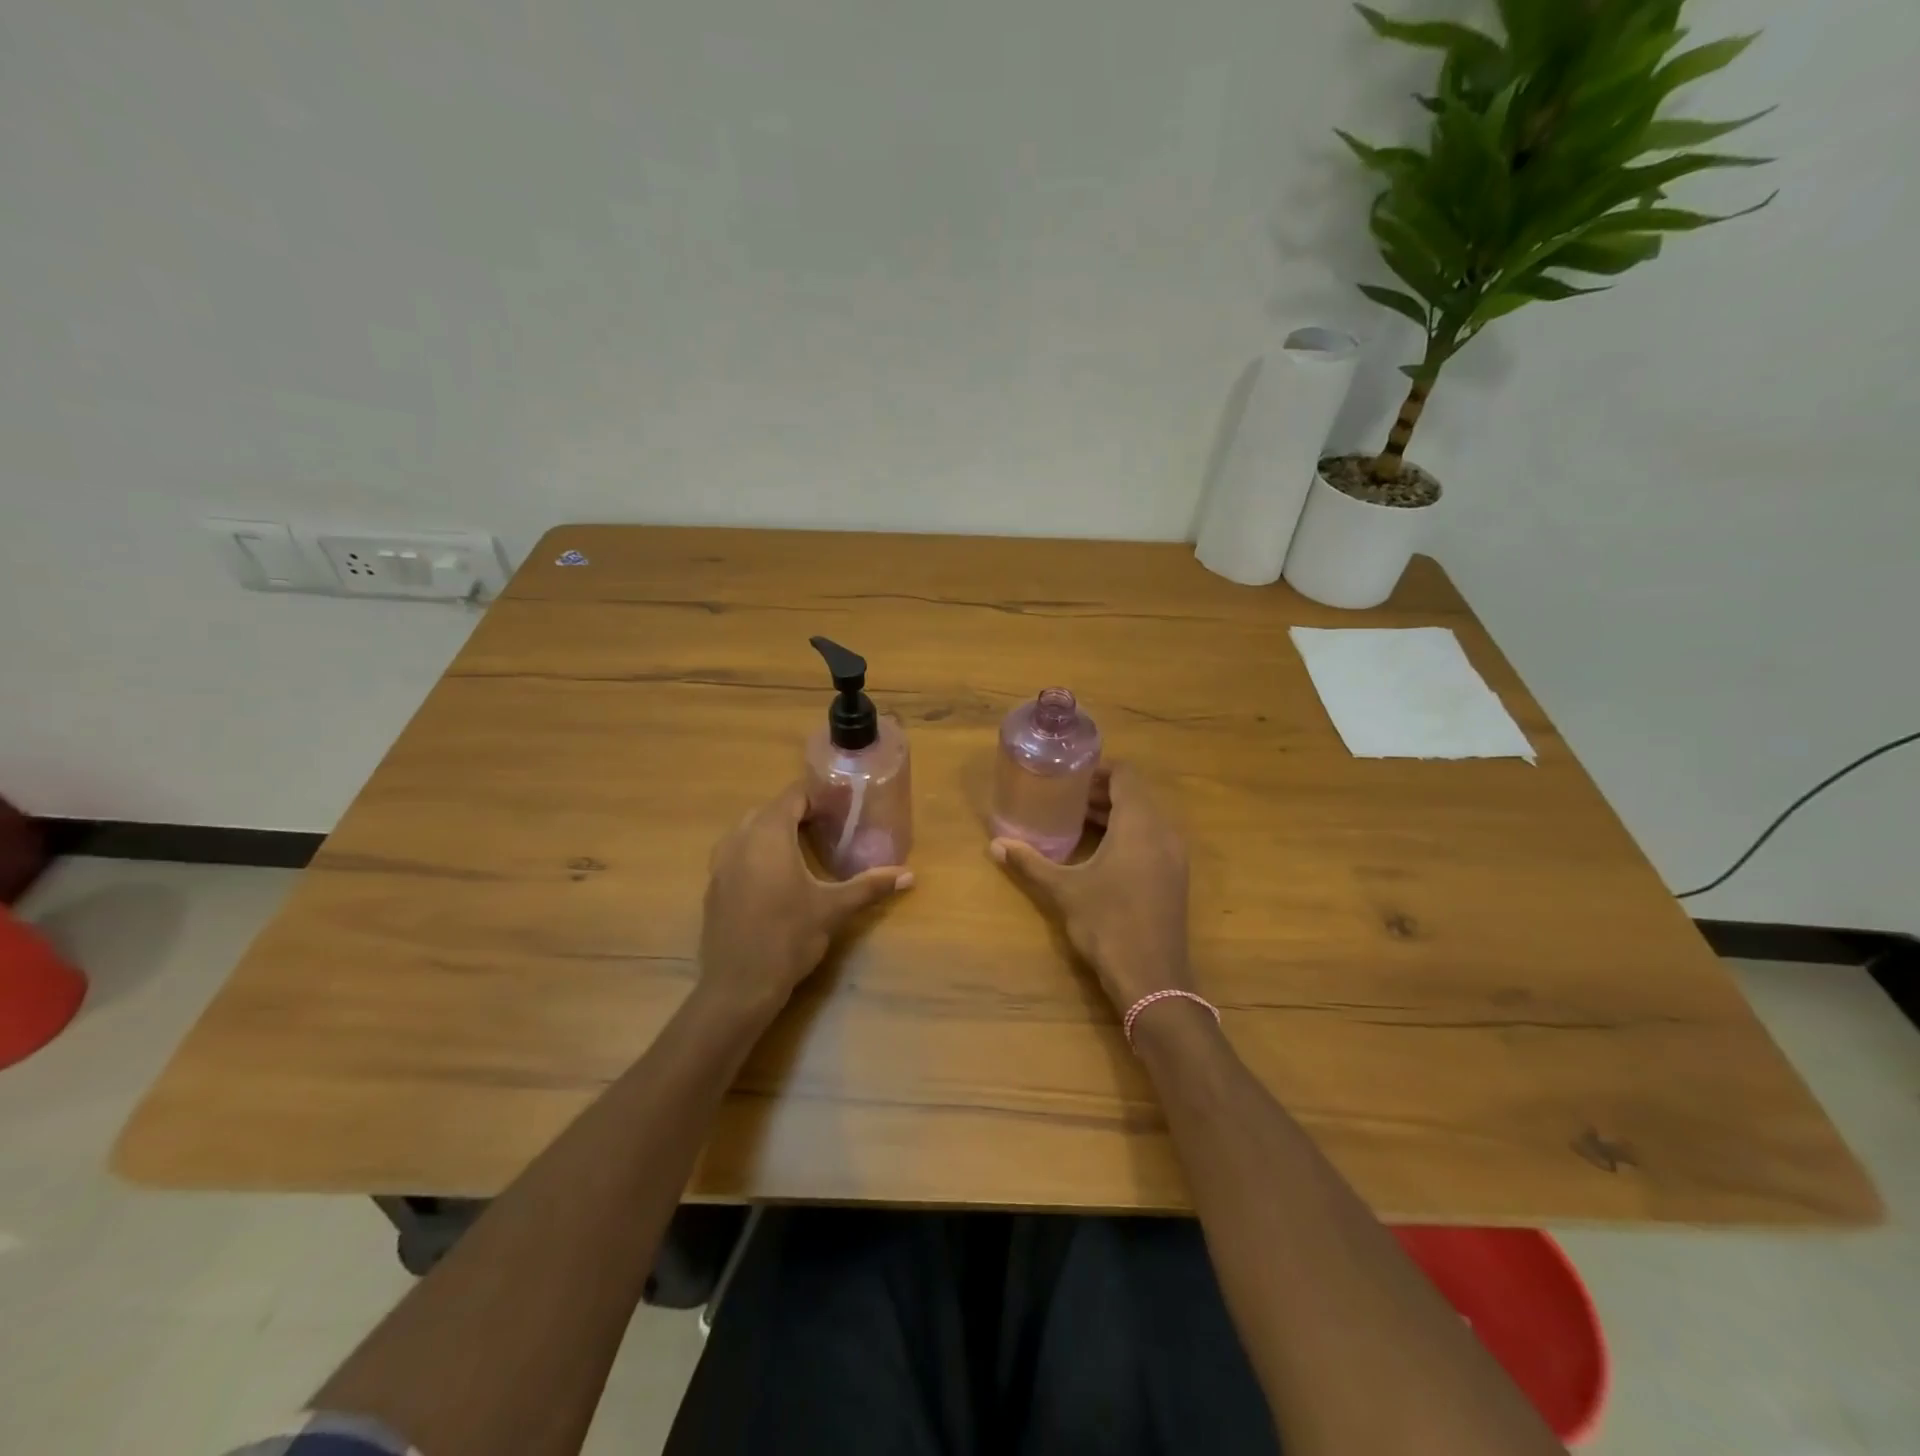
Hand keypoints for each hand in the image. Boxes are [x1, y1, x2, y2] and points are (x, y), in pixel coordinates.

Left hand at [698, 784, 911, 1020]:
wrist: (738, 985)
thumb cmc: (788, 938)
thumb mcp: (834, 908)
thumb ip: (870, 886)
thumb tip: (909, 875)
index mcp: (768, 835)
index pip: (794, 795)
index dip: (819, 795)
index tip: (843, 804)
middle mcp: (740, 839)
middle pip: (772, 810)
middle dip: (799, 812)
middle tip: (830, 824)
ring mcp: (721, 862)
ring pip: (751, 830)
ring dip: (776, 830)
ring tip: (806, 845)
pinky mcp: (714, 884)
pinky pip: (737, 852)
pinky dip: (758, 851)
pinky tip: (778, 875)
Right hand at [990, 763, 1192, 1011]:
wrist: (1152, 977)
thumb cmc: (1107, 923)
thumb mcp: (1064, 890)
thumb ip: (1030, 862)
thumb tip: (996, 844)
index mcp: (1140, 824)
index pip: (1126, 775)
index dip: (1099, 769)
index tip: (1070, 774)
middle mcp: (1164, 831)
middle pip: (1136, 794)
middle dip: (1102, 791)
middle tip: (1065, 797)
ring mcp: (1174, 856)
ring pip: (1146, 818)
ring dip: (1115, 813)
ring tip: (1077, 820)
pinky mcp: (1175, 877)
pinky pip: (1153, 838)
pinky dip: (1128, 833)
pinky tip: (1099, 851)